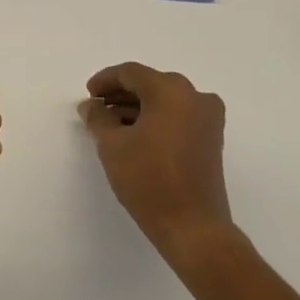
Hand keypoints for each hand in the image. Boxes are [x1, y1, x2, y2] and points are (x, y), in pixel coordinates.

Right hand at [80, 63, 232, 264]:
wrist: (193, 227)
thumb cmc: (149, 180)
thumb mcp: (112, 145)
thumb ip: (98, 118)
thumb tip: (91, 106)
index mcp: (171, 90)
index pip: (131, 73)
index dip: (105, 80)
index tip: (88, 95)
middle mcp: (195, 96)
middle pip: (150, 84)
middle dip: (121, 94)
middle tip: (97, 108)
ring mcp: (208, 118)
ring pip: (165, 100)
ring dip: (137, 107)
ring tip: (111, 124)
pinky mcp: (211, 139)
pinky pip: (178, 116)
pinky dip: (156, 119)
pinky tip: (134, 135)